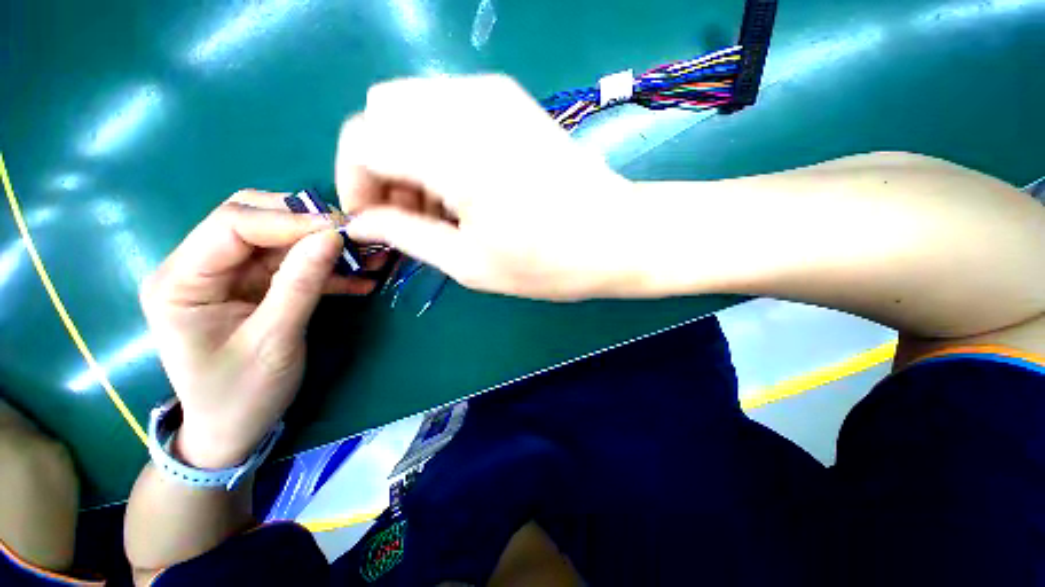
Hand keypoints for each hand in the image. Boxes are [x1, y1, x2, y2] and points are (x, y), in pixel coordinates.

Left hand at [139, 191, 380, 468]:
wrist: (234, 428)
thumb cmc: (242, 393)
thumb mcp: (275, 340)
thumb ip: (301, 284)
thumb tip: (332, 237)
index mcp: (182, 281)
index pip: (232, 225)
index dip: (289, 220)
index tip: (340, 230)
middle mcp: (198, 268)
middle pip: (253, 221)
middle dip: (306, 226)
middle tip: (353, 240)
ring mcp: (227, 277)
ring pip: (279, 241)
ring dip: (324, 248)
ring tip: (368, 259)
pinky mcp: (252, 287)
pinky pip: (292, 265)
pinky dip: (326, 269)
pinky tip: (360, 279)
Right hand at [336, 75, 646, 300]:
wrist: (617, 236)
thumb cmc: (547, 262)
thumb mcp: (469, 263)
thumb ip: (406, 235)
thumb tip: (362, 221)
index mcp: (452, 149)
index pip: (361, 138)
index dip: (354, 181)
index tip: (373, 220)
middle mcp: (466, 103)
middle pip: (382, 112)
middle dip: (381, 164)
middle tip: (409, 215)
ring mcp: (493, 94)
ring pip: (413, 107)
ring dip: (409, 154)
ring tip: (440, 208)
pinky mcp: (512, 102)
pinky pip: (448, 109)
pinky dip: (438, 143)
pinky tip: (465, 185)